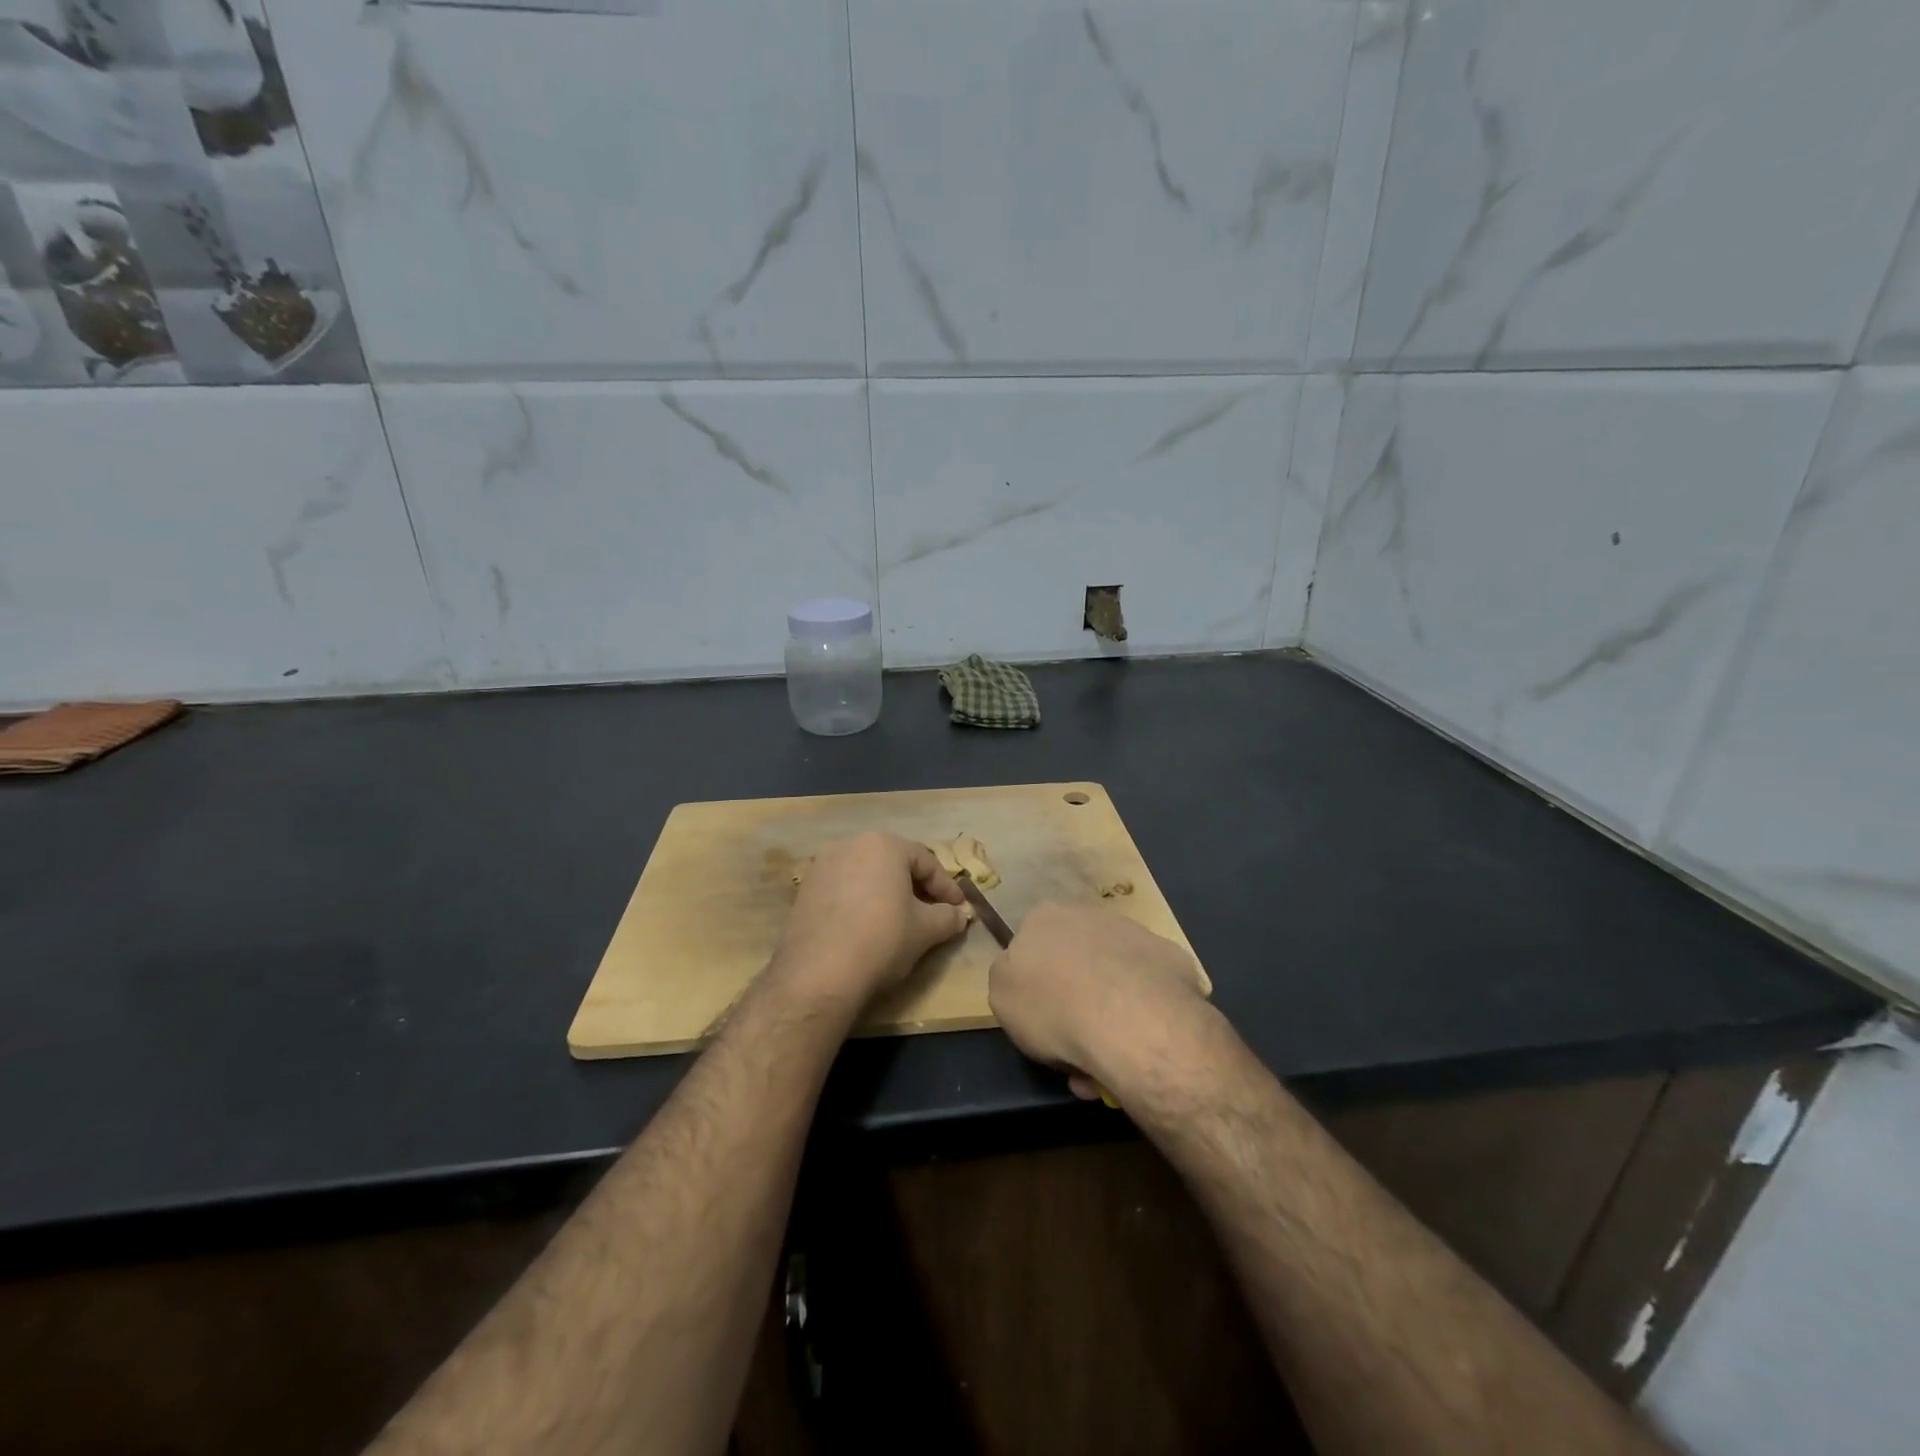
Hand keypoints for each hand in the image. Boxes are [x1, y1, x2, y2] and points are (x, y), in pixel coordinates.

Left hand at [772, 832, 971, 1006]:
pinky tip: (867, 927)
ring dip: (887, 893)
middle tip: (932, 912)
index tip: (960, 908)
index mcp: (884, 844)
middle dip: (916, 887)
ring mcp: (823, 865)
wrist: (819, 973)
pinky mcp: (805, 889)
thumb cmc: (882, 939)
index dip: (947, 887)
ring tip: (900, 920)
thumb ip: (948, 917)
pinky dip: (860, 902)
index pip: (926, 861)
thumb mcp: (926, 930)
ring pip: (867, 875)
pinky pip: (843, 889)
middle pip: (894, 863)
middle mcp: (851, 844)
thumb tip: (960, 915)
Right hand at [988, 902, 1210, 1100]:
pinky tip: (1138, 1046)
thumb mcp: (1000, 998)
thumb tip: (1028, 979)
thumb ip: (1009, 979)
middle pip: (1075, 959)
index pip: (1031, 946)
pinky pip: (1148, 990)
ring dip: (1107, 1012)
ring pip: (1113, 977)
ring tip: (1105, 1058)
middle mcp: (1089, 913)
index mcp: (1043, 917)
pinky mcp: (1172, 958)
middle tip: (1072, 1044)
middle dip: (1073, 998)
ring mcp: (1135, 933)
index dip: (1034, 984)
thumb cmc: (1053, 1007)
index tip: (1039, 1018)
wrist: (1131, 1020)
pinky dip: (1141, 1015)